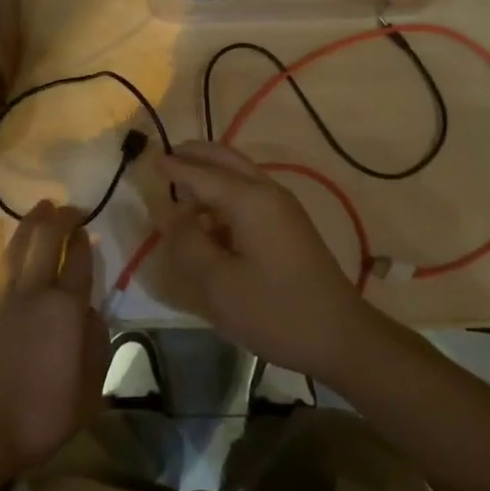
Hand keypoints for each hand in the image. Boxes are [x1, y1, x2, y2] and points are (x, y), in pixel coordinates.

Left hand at [0, 201, 107, 480]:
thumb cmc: (39, 418)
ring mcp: (1, 298)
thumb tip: (94, 315)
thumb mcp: (88, 392)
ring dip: (30, 221)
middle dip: (62, 218)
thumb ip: (97, 348)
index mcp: (68, 310)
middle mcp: (36, 292)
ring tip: (42, 205)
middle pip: (49, 240)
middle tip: (70, 209)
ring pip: (17, 246)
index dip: (85, 241)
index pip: (81, 262)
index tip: (89, 230)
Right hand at [150, 141, 381, 381]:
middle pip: (226, 160)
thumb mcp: (219, 284)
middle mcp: (267, 192)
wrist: (340, 335)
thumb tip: (172, 216)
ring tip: (182, 189)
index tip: (149, 158)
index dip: (173, 167)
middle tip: (167, 157)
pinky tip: (210, 218)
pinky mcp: (289, 226)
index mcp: (249, 199)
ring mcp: (282, 207)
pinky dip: (225, 194)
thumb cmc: (275, 310)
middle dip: (196, 155)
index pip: (201, 173)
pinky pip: (250, 195)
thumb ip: (189, 244)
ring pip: (240, 175)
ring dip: (211, 175)